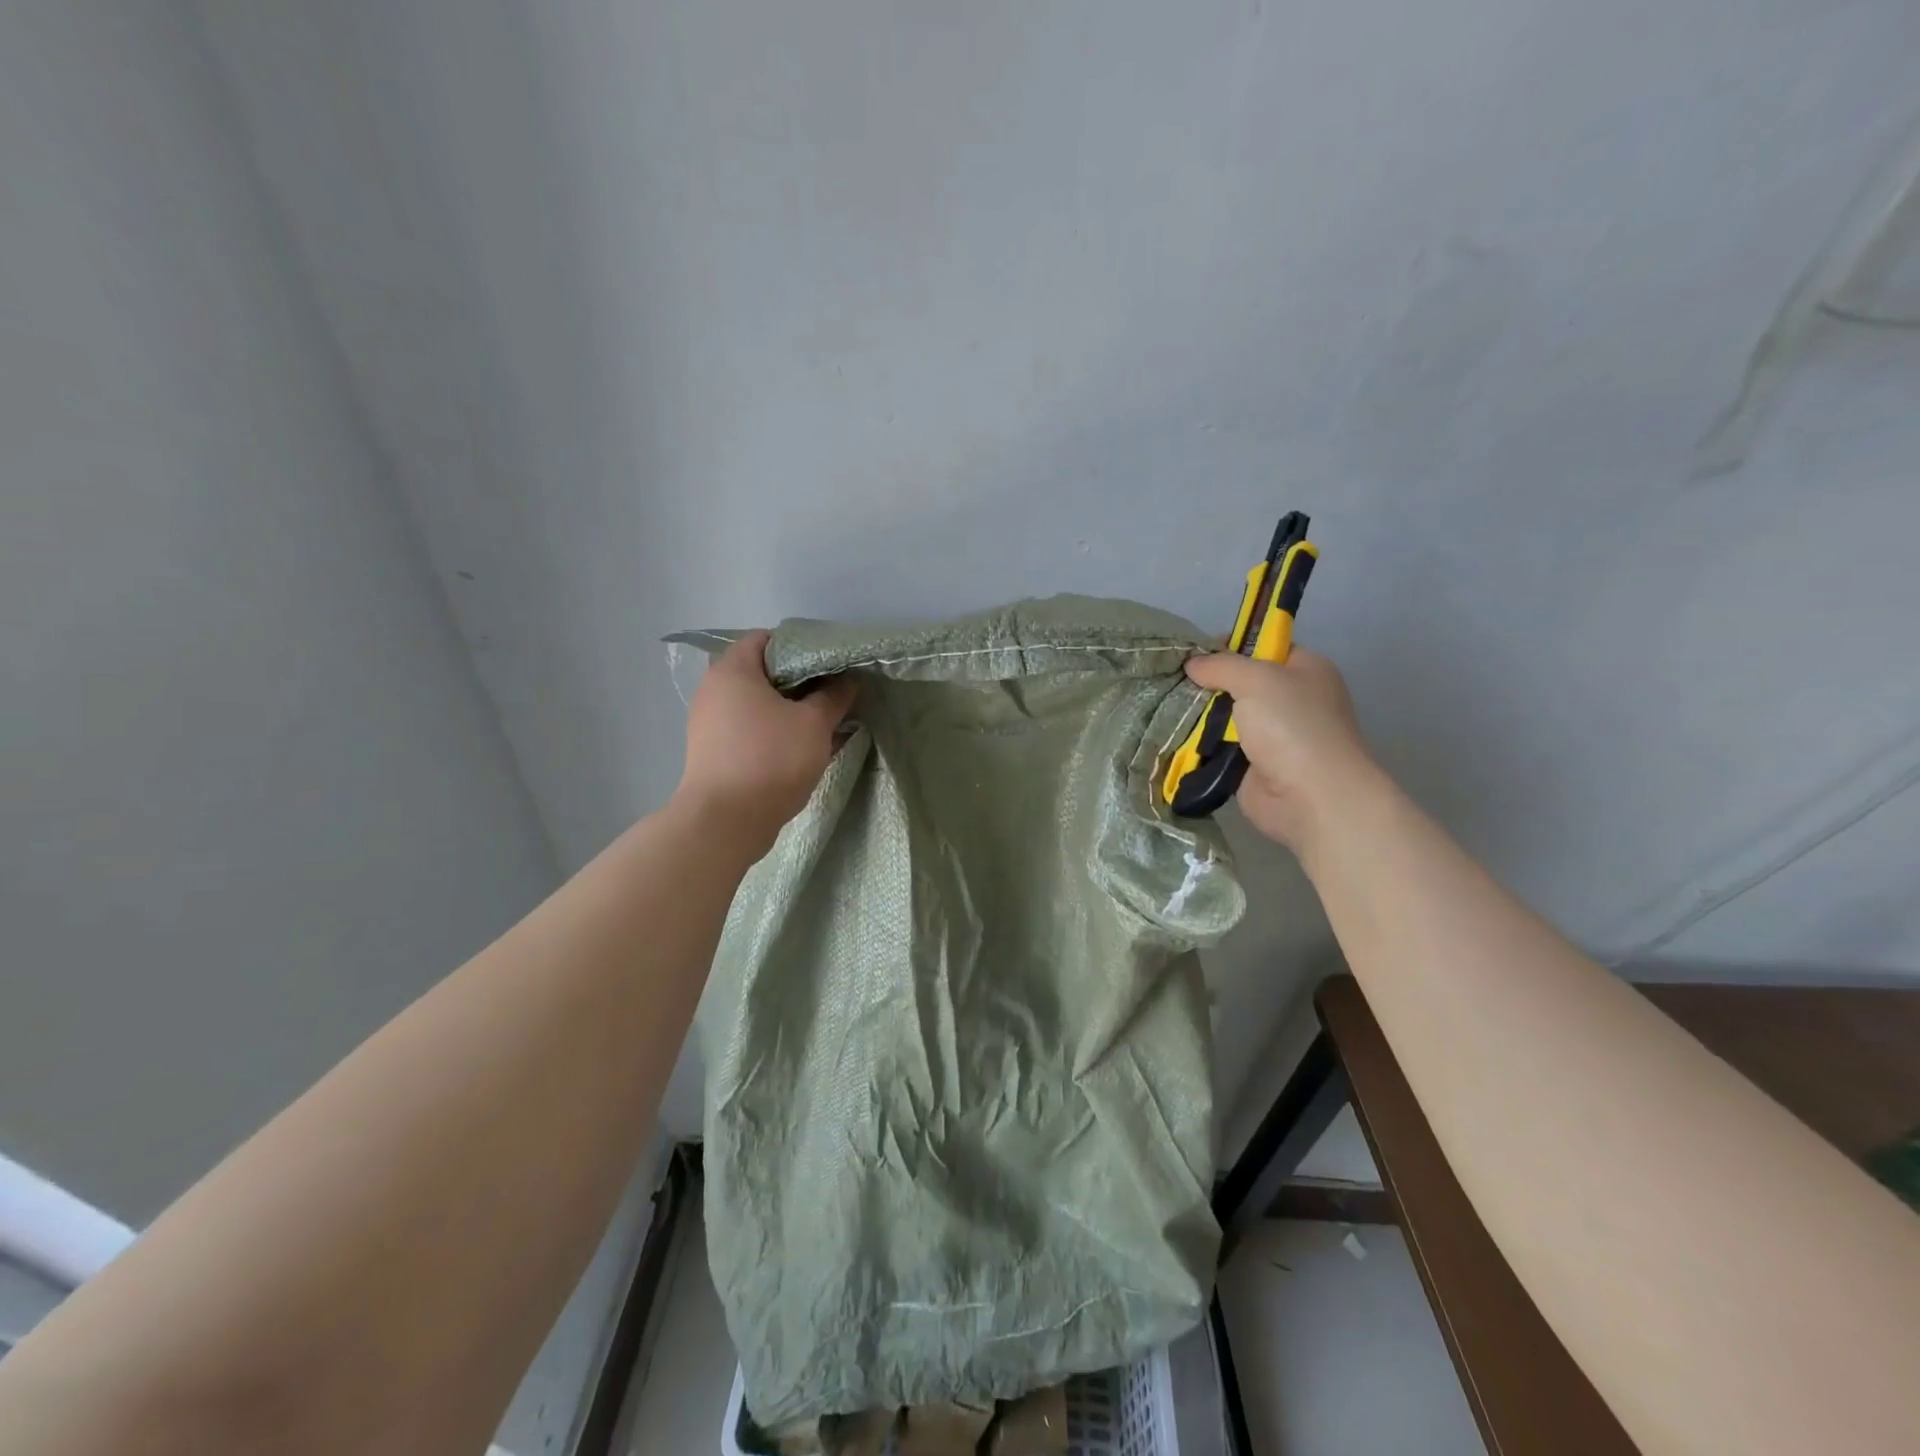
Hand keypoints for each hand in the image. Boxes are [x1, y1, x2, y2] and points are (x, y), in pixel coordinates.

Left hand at [677, 630, 856, 847]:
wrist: (725, 822)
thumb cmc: (770, 759)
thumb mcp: (813, 724)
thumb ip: (833, 697)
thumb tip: (847, 680)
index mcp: (732, 671)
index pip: (766, 639)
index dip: (800, 647)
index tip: (829, 665)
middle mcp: (714, 690)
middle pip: (762, 673)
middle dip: (800, 682)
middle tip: (833, 694)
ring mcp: (709, 723)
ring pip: (757, 705)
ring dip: (789, 711)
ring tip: (823, 722)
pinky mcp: (713, 752)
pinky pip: (750, 730)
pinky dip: (774, 733)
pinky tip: (802, 748)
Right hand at [1184, 646, 1374, 851]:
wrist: (1312, 798)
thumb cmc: (1293, 726)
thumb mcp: (1257, 679)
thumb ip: (1222, 665)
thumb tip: (1192, 663)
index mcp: (1304, 670)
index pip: (1263, 646)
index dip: (1229, 645)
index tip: (1193, 651)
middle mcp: (1290, 700)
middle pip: (1239, 683)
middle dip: (1207, 683)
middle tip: (1171, 681)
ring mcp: (1272, 736)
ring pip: (1225, 717)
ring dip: (1198, 716)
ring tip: (1163, 708)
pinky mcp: (1252, 766)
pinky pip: (1218, 748)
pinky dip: (1199, 745)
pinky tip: (1171, 736)